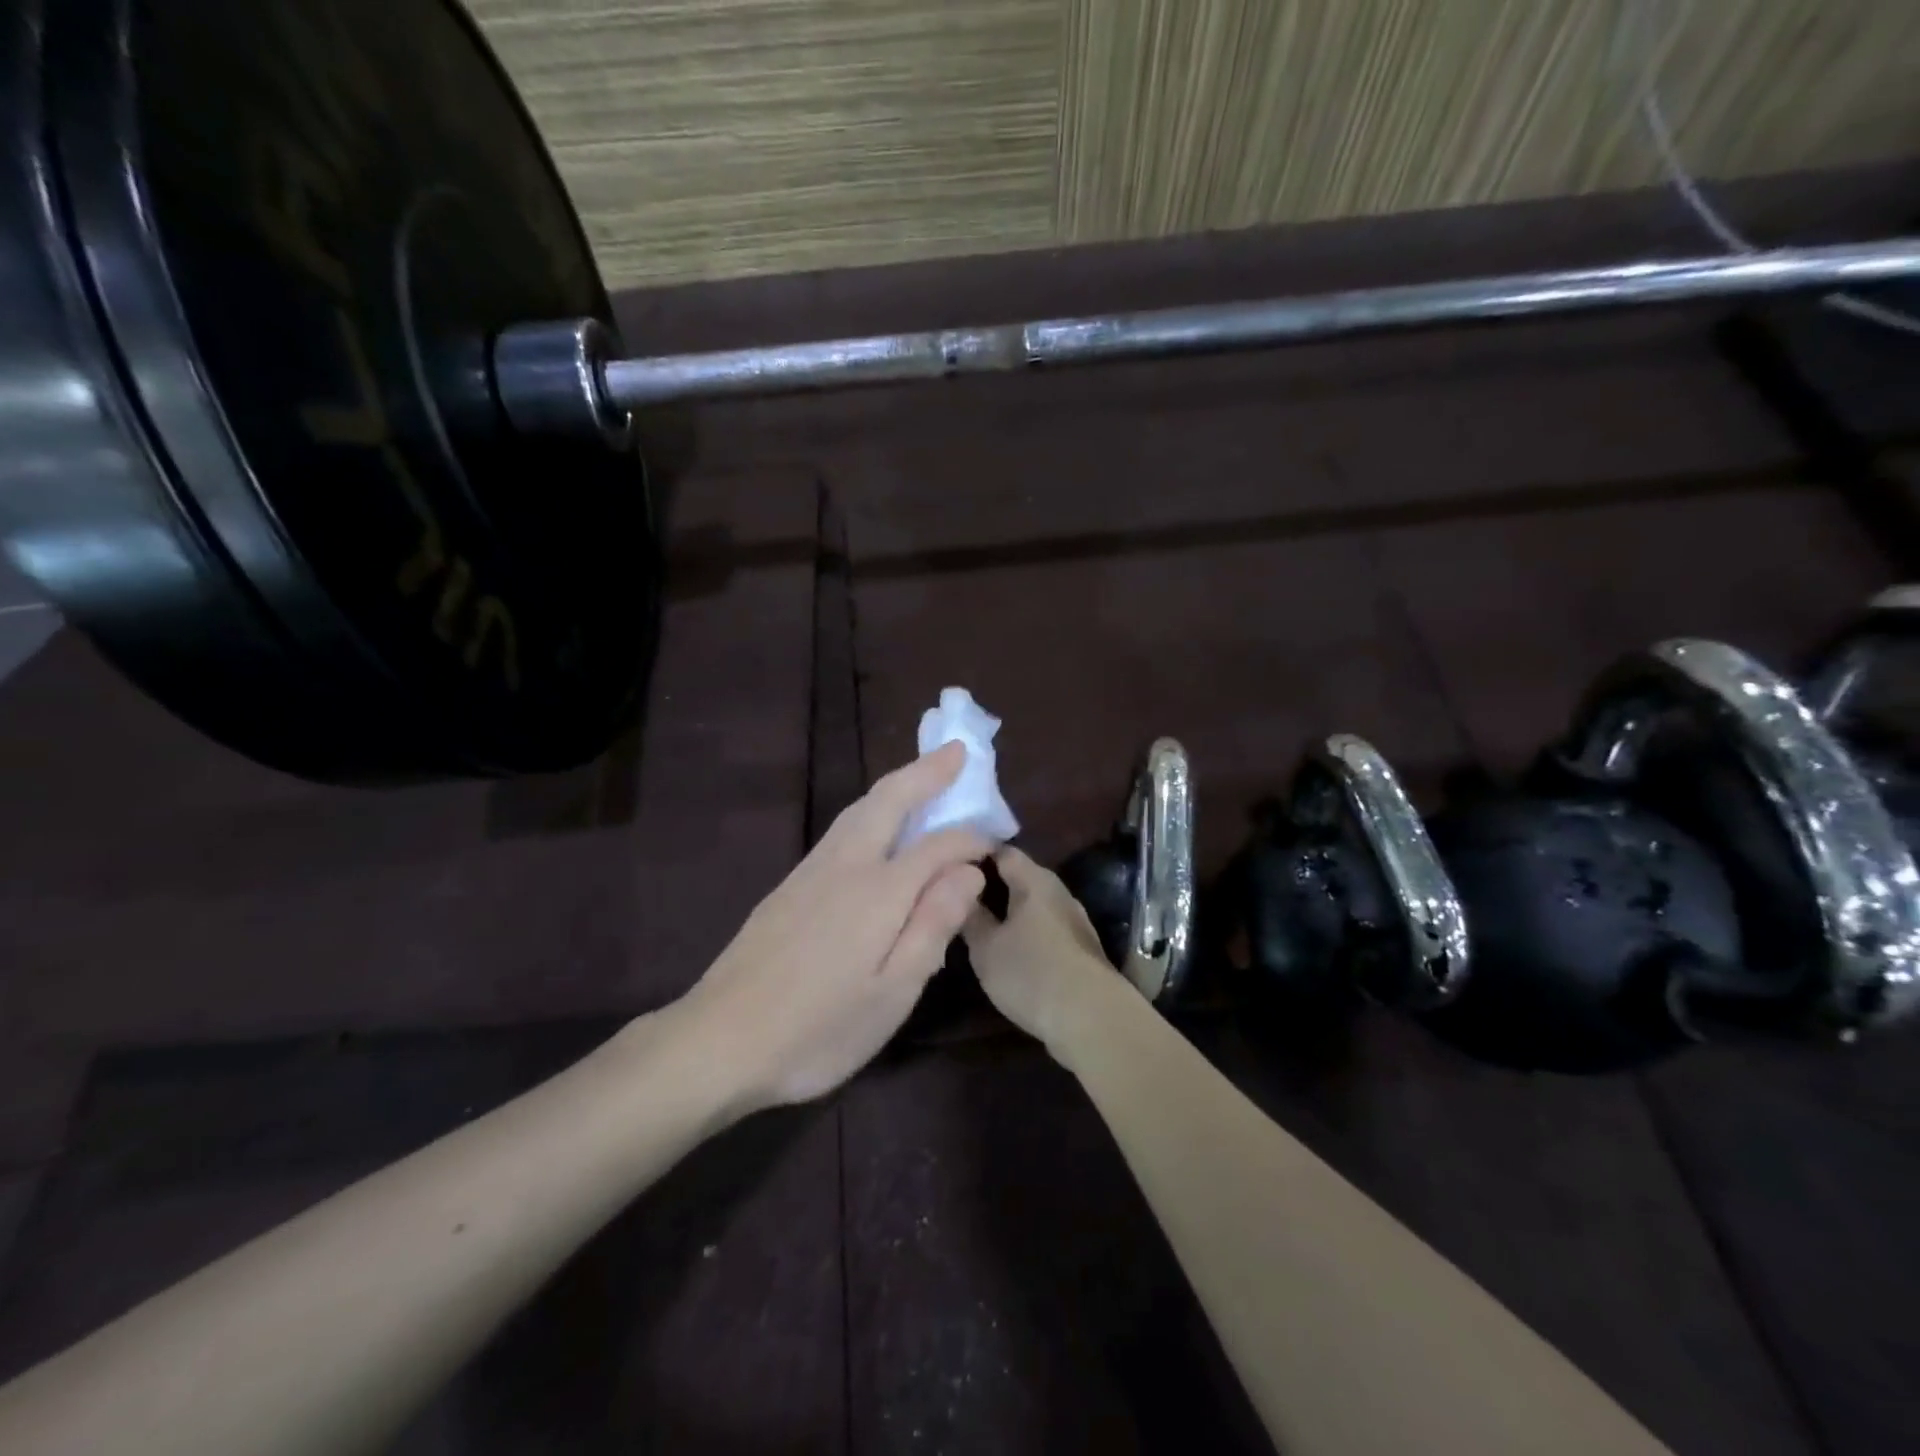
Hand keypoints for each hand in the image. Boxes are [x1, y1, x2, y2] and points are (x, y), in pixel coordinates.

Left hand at [675, 743, 989, 1109]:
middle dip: (926, 771)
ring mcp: (811, 871)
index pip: (938, 846)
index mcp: (878, 891)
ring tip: (923, 774)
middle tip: (956, 750)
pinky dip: (871, 808)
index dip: (970, 838)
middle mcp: (845, 865)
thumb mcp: (892, 993)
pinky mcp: (789, 885)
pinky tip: (875, 824)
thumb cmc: (818, 1029)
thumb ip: (933, 925)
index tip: (995, 840)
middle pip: (889, 800)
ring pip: (859, 808)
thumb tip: (969, 871)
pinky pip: (842, 828)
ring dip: (896, 784)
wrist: (719, 1040)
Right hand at [962, 848, 1123, 1051]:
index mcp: (1034, 880)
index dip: (975, 854)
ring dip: (1010, 910)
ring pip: (1033, 903)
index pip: (1002, 851)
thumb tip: (960, 891)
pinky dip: (1026, 930)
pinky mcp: (1081, 945)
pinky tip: (1010, 948)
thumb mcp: (986, 949)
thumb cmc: (1031, 974)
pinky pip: (1045, 925)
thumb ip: (971, 917)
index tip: (950, 868)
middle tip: (959, 898)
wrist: (1093, 1018)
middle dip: (991, 884)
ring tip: (980, 924)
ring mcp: (1074, 918)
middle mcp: (1058, 890)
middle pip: (1020, 876)